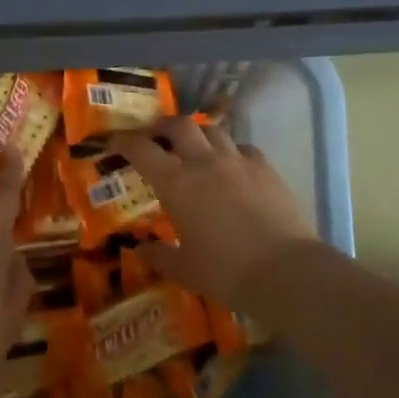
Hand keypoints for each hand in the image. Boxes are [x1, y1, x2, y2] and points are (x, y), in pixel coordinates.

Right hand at [108, 115, 318, 304]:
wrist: (284, 271)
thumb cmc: (225, 272)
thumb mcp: (184, 269)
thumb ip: (159, 256)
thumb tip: (141, 250)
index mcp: (176, 183)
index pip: (142, 149)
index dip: (124, 141)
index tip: (114, 143)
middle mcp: (205, 162)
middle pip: (179, 125)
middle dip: (162, 127)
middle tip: (155, 137)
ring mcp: (238, 161)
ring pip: (213, 131)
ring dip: (198, 135)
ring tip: (195, 149)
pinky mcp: (266, 168)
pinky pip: (243, 148)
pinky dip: (231, 151)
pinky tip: (232, 167)